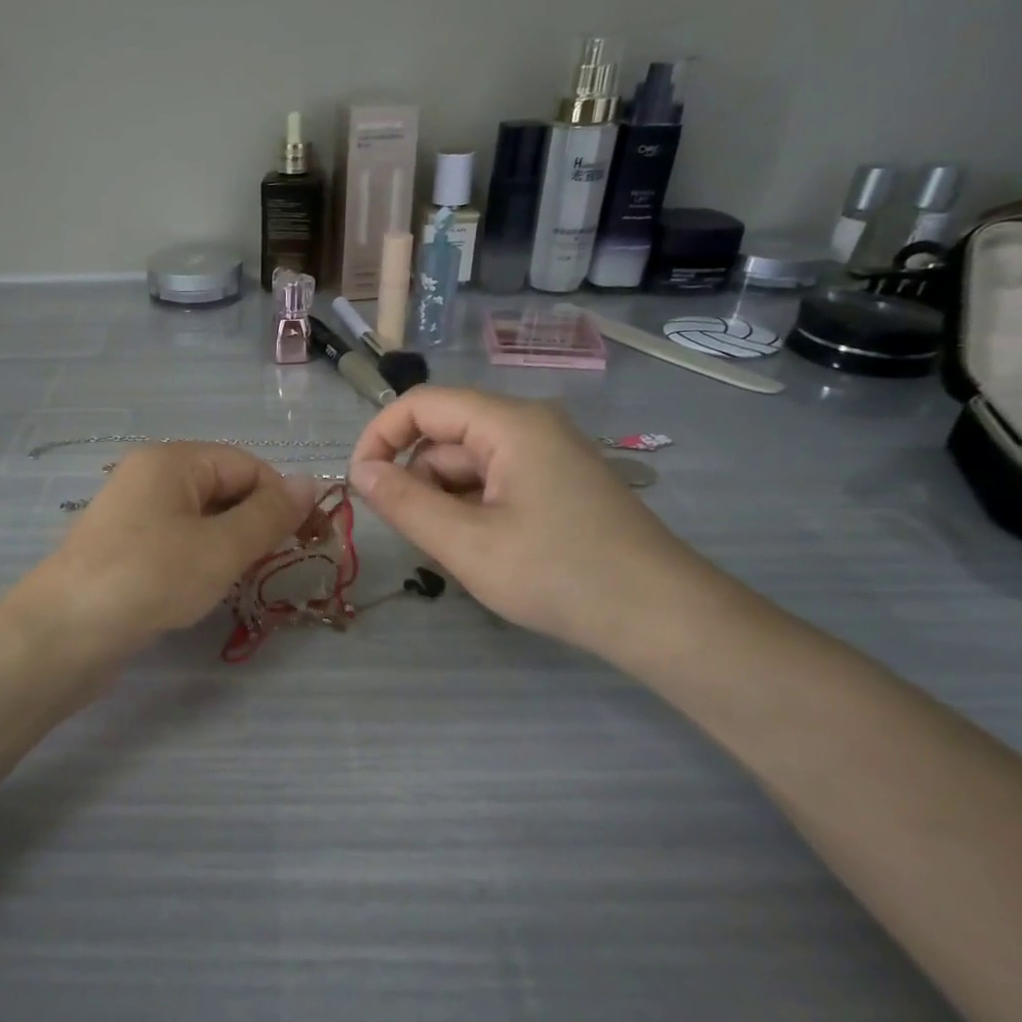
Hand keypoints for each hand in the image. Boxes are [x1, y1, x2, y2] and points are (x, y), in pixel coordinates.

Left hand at [15, 443, 315, 656]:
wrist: (65, 632)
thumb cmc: (151, 578)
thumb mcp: (222, 547)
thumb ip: (269, 515)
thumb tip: (310, 481)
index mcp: (172, 460)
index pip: (246, 464)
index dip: (281, 498)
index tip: (307, 539)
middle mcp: (149, 475)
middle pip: (222, 486)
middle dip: (255, 521)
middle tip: (277, 562)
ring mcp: (132, 512)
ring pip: (201, 516)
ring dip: (230, 542)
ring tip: (243, 577)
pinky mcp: (123, 546)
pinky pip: (177, 538)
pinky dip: (201, 556)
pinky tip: (206, 586)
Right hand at [349, 388, 705, 659]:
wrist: (661, 617)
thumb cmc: (559, 574)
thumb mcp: (467, 544)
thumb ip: (405, 504)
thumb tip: (361, 472)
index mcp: (509, 424)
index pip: (421, 404)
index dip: (379, 437)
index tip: (360, 485)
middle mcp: (529, 427)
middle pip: (445, 437)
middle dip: (418, 481)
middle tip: (419, 538)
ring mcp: (547, 455)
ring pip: (468, 465)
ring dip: (446, 502)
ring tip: (460, 554)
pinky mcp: (558, 484)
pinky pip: (495, 483)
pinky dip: (474, 511)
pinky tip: (486, 552)